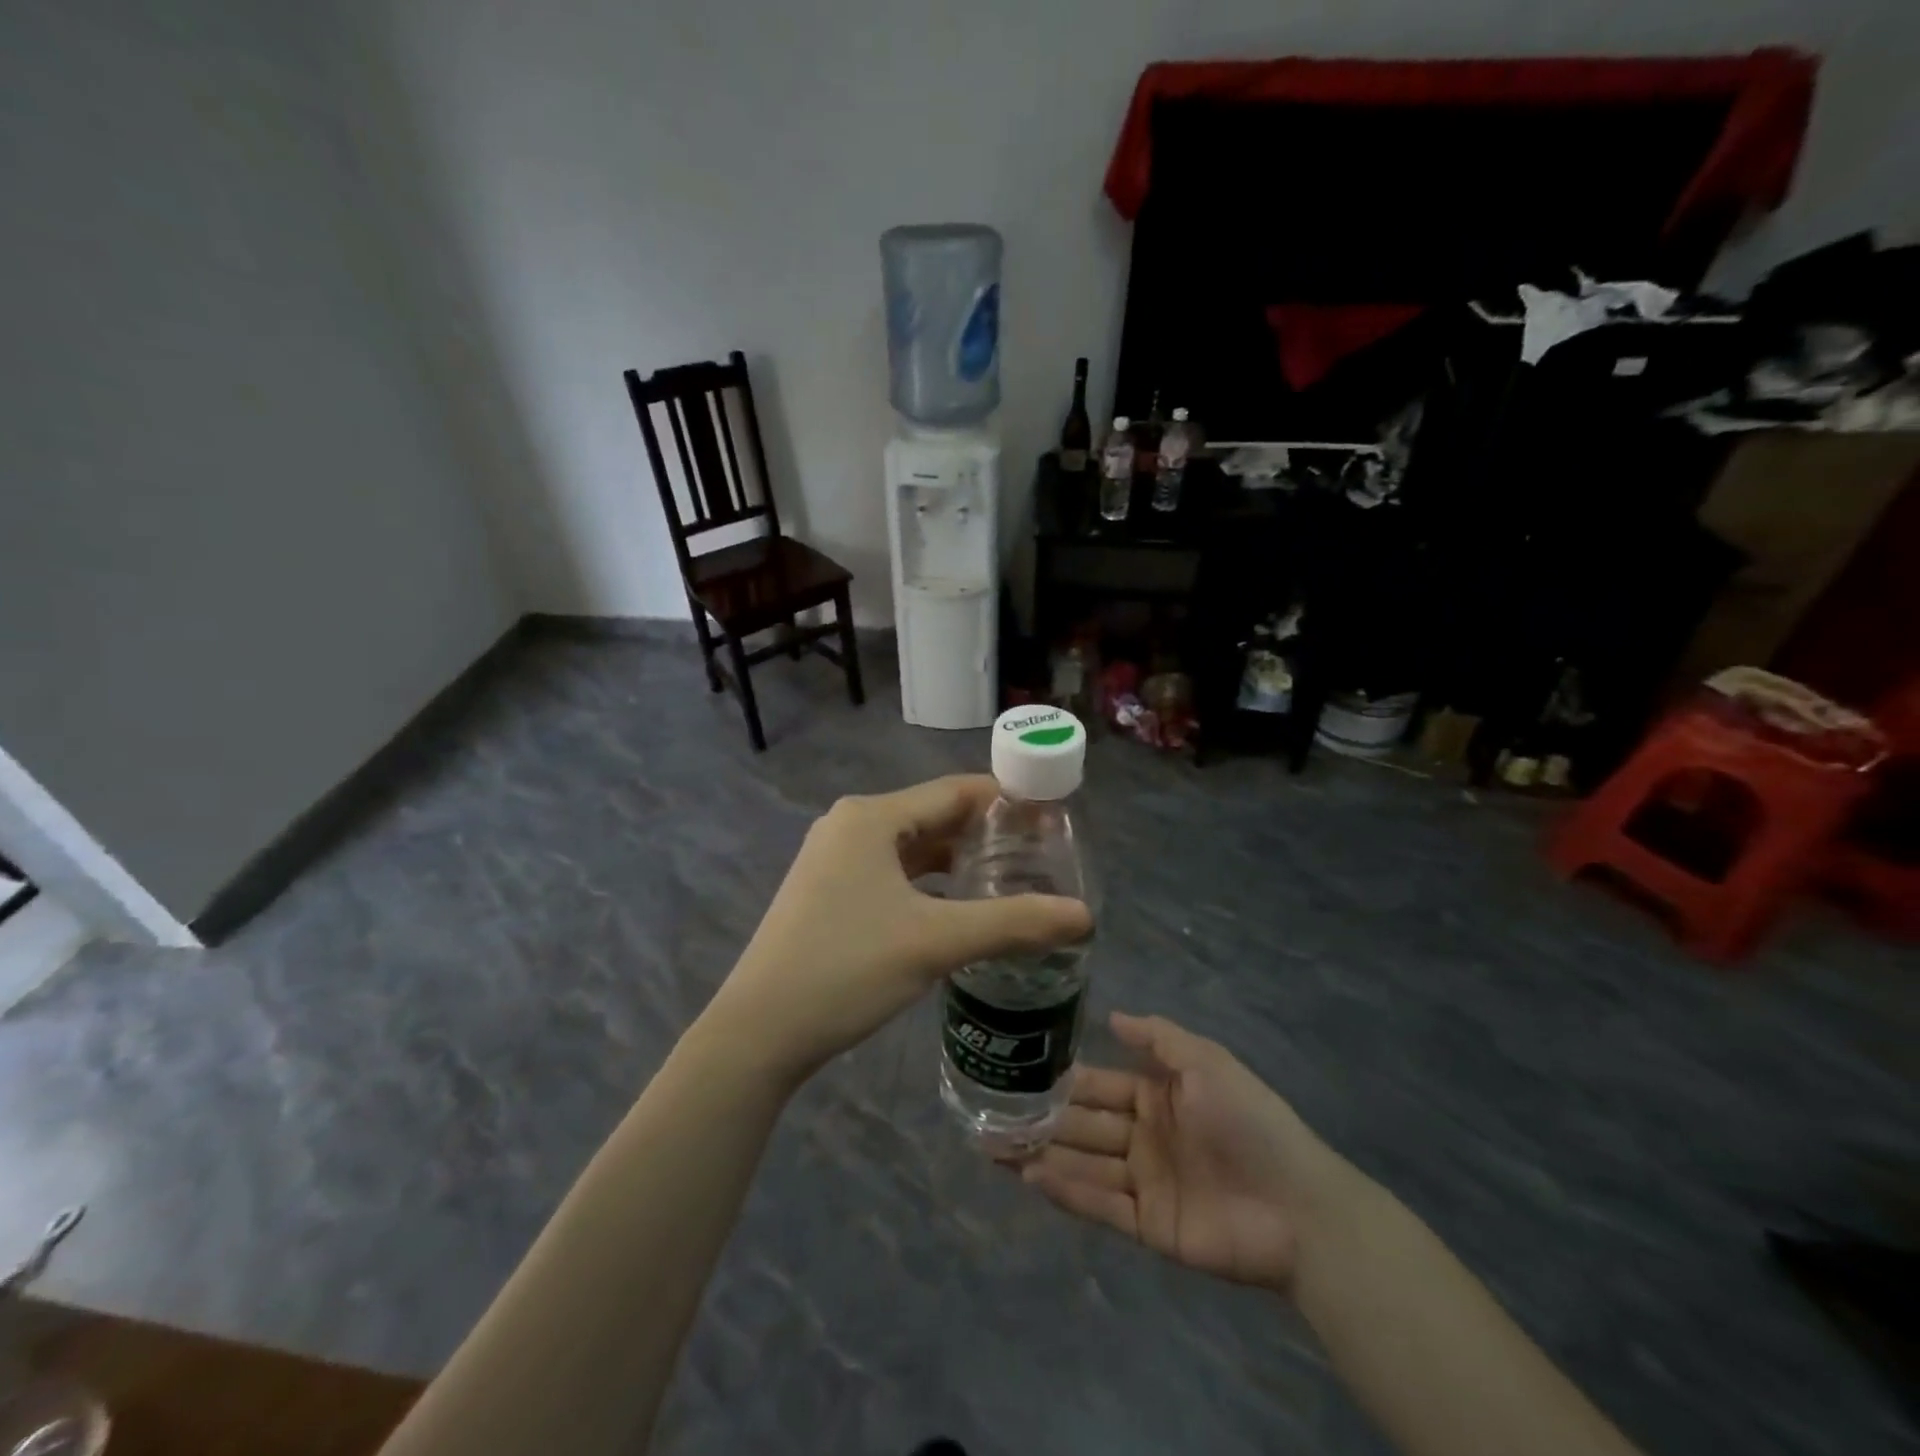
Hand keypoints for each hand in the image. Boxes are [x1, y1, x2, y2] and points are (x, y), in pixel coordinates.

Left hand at [705, 776, 1092, 1084]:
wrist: (758, 1031)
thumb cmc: (846, 968)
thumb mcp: (935, 942)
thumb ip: (1013, 923)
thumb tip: (1083, 915)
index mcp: (871, 816)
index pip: (955, 791)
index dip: (1007, 802)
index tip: (1052, 822)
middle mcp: (850, 825)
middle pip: (934, 816)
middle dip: (986, 835)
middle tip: (1040, 858)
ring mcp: (834, 859)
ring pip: (912, 848)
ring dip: (957, 861)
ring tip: (1009, 881)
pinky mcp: (829, 891)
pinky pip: (892, 873)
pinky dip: (928, 883)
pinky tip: (957, 908)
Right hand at [1021, 1012, 1358, 1290]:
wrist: (1298, 1207)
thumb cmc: (1249, 1121)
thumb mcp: (1206, 1062)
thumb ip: (1159, 1038)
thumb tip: (1111, 1015)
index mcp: (1157, 1097)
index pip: (1099, 1084)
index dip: (1062, 1079)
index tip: (1019, 1071)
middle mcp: (1144, 1136)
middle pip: (1083, 1124)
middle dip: (1041, 1118)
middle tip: (990, 1112)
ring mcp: (1144, 1182)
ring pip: (1083, 1163)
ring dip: (1041, 1153)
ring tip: (993, 1145)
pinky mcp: (1148, 1225)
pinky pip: (1100, 1204)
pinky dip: (1066, 1190)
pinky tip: (1030, 1175)